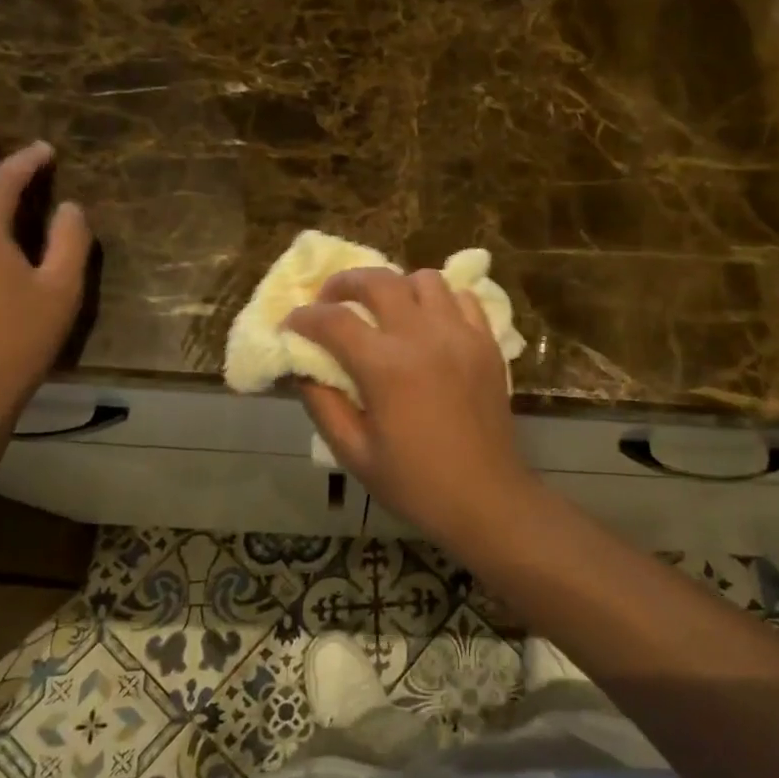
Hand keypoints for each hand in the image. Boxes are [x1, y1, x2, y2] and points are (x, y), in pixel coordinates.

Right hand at [284, 268, 537, 541]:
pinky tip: (428, 322)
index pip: (333, 320)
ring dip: (396, 286)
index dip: (304, 318)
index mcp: (385, 366)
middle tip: (330, 300)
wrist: (486, 498)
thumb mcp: (353, 453)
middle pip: (378, 281)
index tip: (291, 324)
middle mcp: (424, 336)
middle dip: (344, 283)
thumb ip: (322, 403)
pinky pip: (462, 297)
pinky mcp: (487, 342)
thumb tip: (302, 367)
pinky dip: (439, 300)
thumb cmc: (415, 483)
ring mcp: (461, 334)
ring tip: (384, 310)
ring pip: (424, 279)